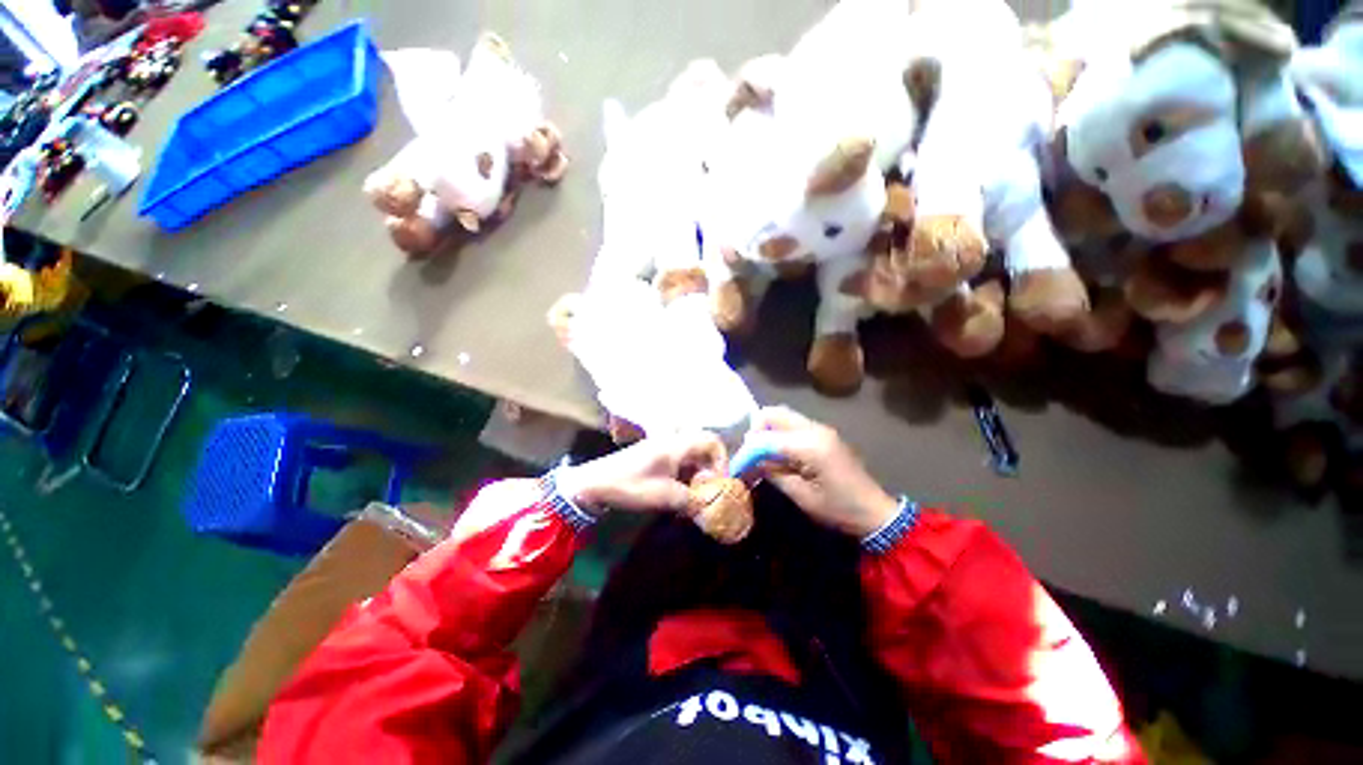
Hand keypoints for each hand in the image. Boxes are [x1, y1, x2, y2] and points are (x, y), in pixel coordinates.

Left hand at [558, 431, 728, 513]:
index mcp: (676, 445)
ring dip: (697, 474)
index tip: (719, 482)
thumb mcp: (662, 496)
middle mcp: (672, 440)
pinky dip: (685, 475)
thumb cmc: (629, 485)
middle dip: (710, 470)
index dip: (722, 460)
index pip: (712, 441)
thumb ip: (691, 502)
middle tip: (708, 491)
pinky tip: (680, 493)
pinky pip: (679, 461)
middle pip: (703, 448)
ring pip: (692, 456)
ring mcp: (662, 447)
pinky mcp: (655, 456)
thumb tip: (710, 511)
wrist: (594, 483)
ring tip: (694, 496)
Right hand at [744, 407, 898, 536]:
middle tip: (751, 454)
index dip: (748, 451)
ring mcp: (820, 428)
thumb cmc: (839, 509)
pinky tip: (779, 454)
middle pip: (773, 413)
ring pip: (783, 416)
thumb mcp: (801, 496)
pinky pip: (793, 424)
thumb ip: (773, 474)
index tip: (737, 467)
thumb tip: (752, 462)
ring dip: (767, 430)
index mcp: (810, 445)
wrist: (875, 512)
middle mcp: (814, 429)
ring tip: (762, 455)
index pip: (766, 438)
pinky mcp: (823, 434)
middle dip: (756, 431)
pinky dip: (779, 433)